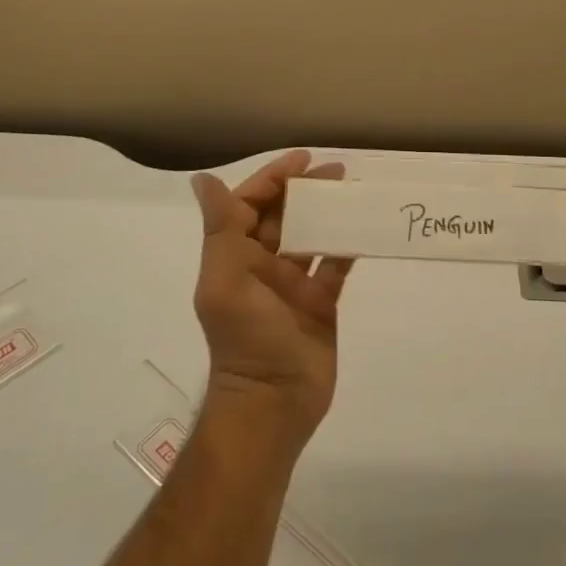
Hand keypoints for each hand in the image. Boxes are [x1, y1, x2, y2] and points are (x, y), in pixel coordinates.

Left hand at [190, 151, 352, 452]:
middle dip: (305, 190)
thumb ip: (221, 229)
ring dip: (328, 212)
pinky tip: (363, 226)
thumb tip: (202, 180)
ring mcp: (294, 284)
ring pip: (311, 235)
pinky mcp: (321, 302)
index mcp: (236, 258)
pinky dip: (347, 243)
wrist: (273, 406)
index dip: (273, 178)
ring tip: (352, 189)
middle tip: (337, 170)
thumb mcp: (226, 280)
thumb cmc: (246, 339)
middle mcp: (263, 266)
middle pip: (284, 215)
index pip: (251, 204)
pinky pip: (335, 264)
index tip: (303, 159)